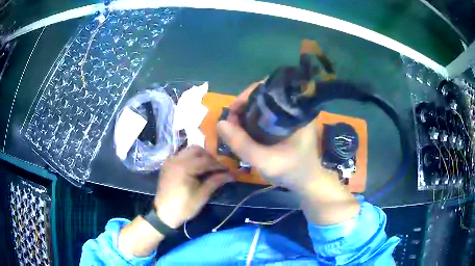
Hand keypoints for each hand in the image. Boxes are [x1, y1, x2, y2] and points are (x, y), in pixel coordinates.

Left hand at [153, 146, 229, 227]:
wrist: (164, 213)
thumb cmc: (184, 206)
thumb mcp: (202, 195)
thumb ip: (216, 181)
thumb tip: (231, 175)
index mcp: (185, 167)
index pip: (206, 161)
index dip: (219, 165)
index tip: (228, 170)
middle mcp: (176, 159)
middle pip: (196, 150)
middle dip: (208, 157)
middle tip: (216, 168)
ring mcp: (170, 161)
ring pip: (188, 150)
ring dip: (199, 156)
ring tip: (206, 168)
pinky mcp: (167, 165)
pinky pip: (181, 155)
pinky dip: (190, 158)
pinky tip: (195, 169)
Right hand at [217, 81, 321, 190]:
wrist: (308, 182)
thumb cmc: (292, 172)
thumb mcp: (265, 162)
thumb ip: (243, 145)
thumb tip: (220, 123)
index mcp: (297, 111)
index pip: (270, 89)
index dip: (248, 96)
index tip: (233, 111)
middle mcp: (295, 108)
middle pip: (265, 95)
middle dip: (244, 105)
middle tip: (231, 121)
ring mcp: (291, 115)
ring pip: (264, 105)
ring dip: (246, 112)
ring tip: (235, 125)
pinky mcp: (288, 122)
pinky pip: (267, 114)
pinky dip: (253, 119)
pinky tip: (244, 128)